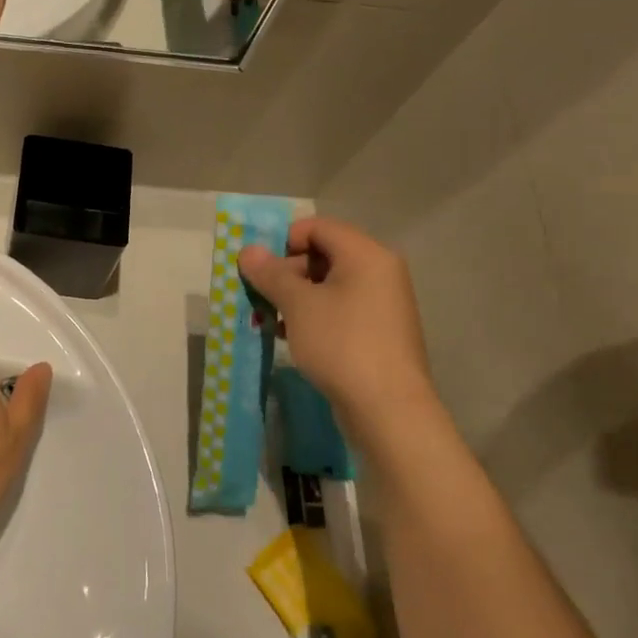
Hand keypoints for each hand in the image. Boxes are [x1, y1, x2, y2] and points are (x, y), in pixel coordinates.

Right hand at [238, 217, 437, 437]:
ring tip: (268, 318)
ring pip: (328, 285)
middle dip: (286, 271)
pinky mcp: (378, 332)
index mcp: (366, 255)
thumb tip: (248, 250)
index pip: (318, 227)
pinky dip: (312, 315)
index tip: (259, 268)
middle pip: (324, 254)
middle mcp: (379, 272)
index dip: (284, 240)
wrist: (388, 410)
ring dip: (295, 296)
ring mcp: (382, 304)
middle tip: (260, 295)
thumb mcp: (298, 305)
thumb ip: (271, 273)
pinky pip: (339, 310)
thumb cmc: (341, 344)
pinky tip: (288, 335)